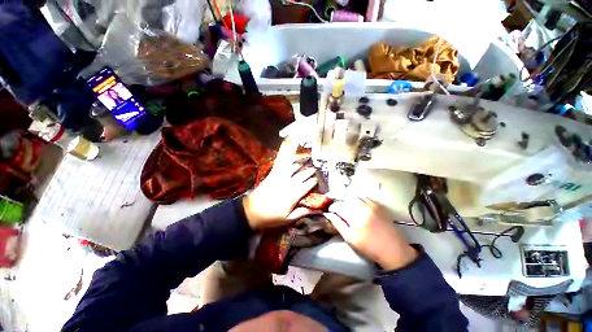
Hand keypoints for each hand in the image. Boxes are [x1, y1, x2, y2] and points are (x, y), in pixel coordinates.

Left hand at [243, 138, 317, 229]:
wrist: (251, 211)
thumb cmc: (270, 217)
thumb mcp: (287, 219)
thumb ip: (300, 213)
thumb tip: (313, 209)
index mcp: (293, 195)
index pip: (307, 185)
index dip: (313, 182)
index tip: (317, 179)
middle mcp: (288, 184)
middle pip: (302, 175)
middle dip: (309, 171)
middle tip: (314, 169)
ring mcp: (280, 177)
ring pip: (293, 167)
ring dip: (300, 164)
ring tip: (305, 161)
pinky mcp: (273, 174)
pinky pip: (281, 164)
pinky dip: (286, 158)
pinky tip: (290, 155)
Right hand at [325, 197, 417, 269]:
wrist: (394, 251)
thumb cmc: (370, 247)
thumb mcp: (350, 238)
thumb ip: (338, 224)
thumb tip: (328, 215)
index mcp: (356, 214)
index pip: (338, 206)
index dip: (331, 208)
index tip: (329, 212)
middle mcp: (364, 205)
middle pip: (346, 196)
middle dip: (338, 199)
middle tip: (334, 205)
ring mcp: (373, 204)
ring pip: (355, 194)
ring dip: (347, 197)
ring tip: (343, 204)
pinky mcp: (379, 205)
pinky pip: (365, 196)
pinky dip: (357, 198)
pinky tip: (355, 204)